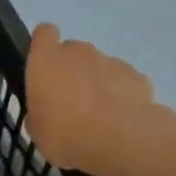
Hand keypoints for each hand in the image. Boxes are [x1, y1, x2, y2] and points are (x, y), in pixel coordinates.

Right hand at [25, 24, 175, 175]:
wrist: (120, 142)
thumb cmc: (65, 134)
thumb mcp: (37, 130)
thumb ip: (39, 111)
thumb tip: (47, 110)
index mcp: (46, 61)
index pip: (44, 34)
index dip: (44, 45)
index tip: (43, 65)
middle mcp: (78, 53)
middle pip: (73, 51)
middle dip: (71, 69)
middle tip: (70, 100)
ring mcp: (111, 61)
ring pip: (99, 66)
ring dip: (97, 82)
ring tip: (98, 115)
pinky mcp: (137, 76)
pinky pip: (123, 80)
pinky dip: (121, 94)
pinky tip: (120, 119)